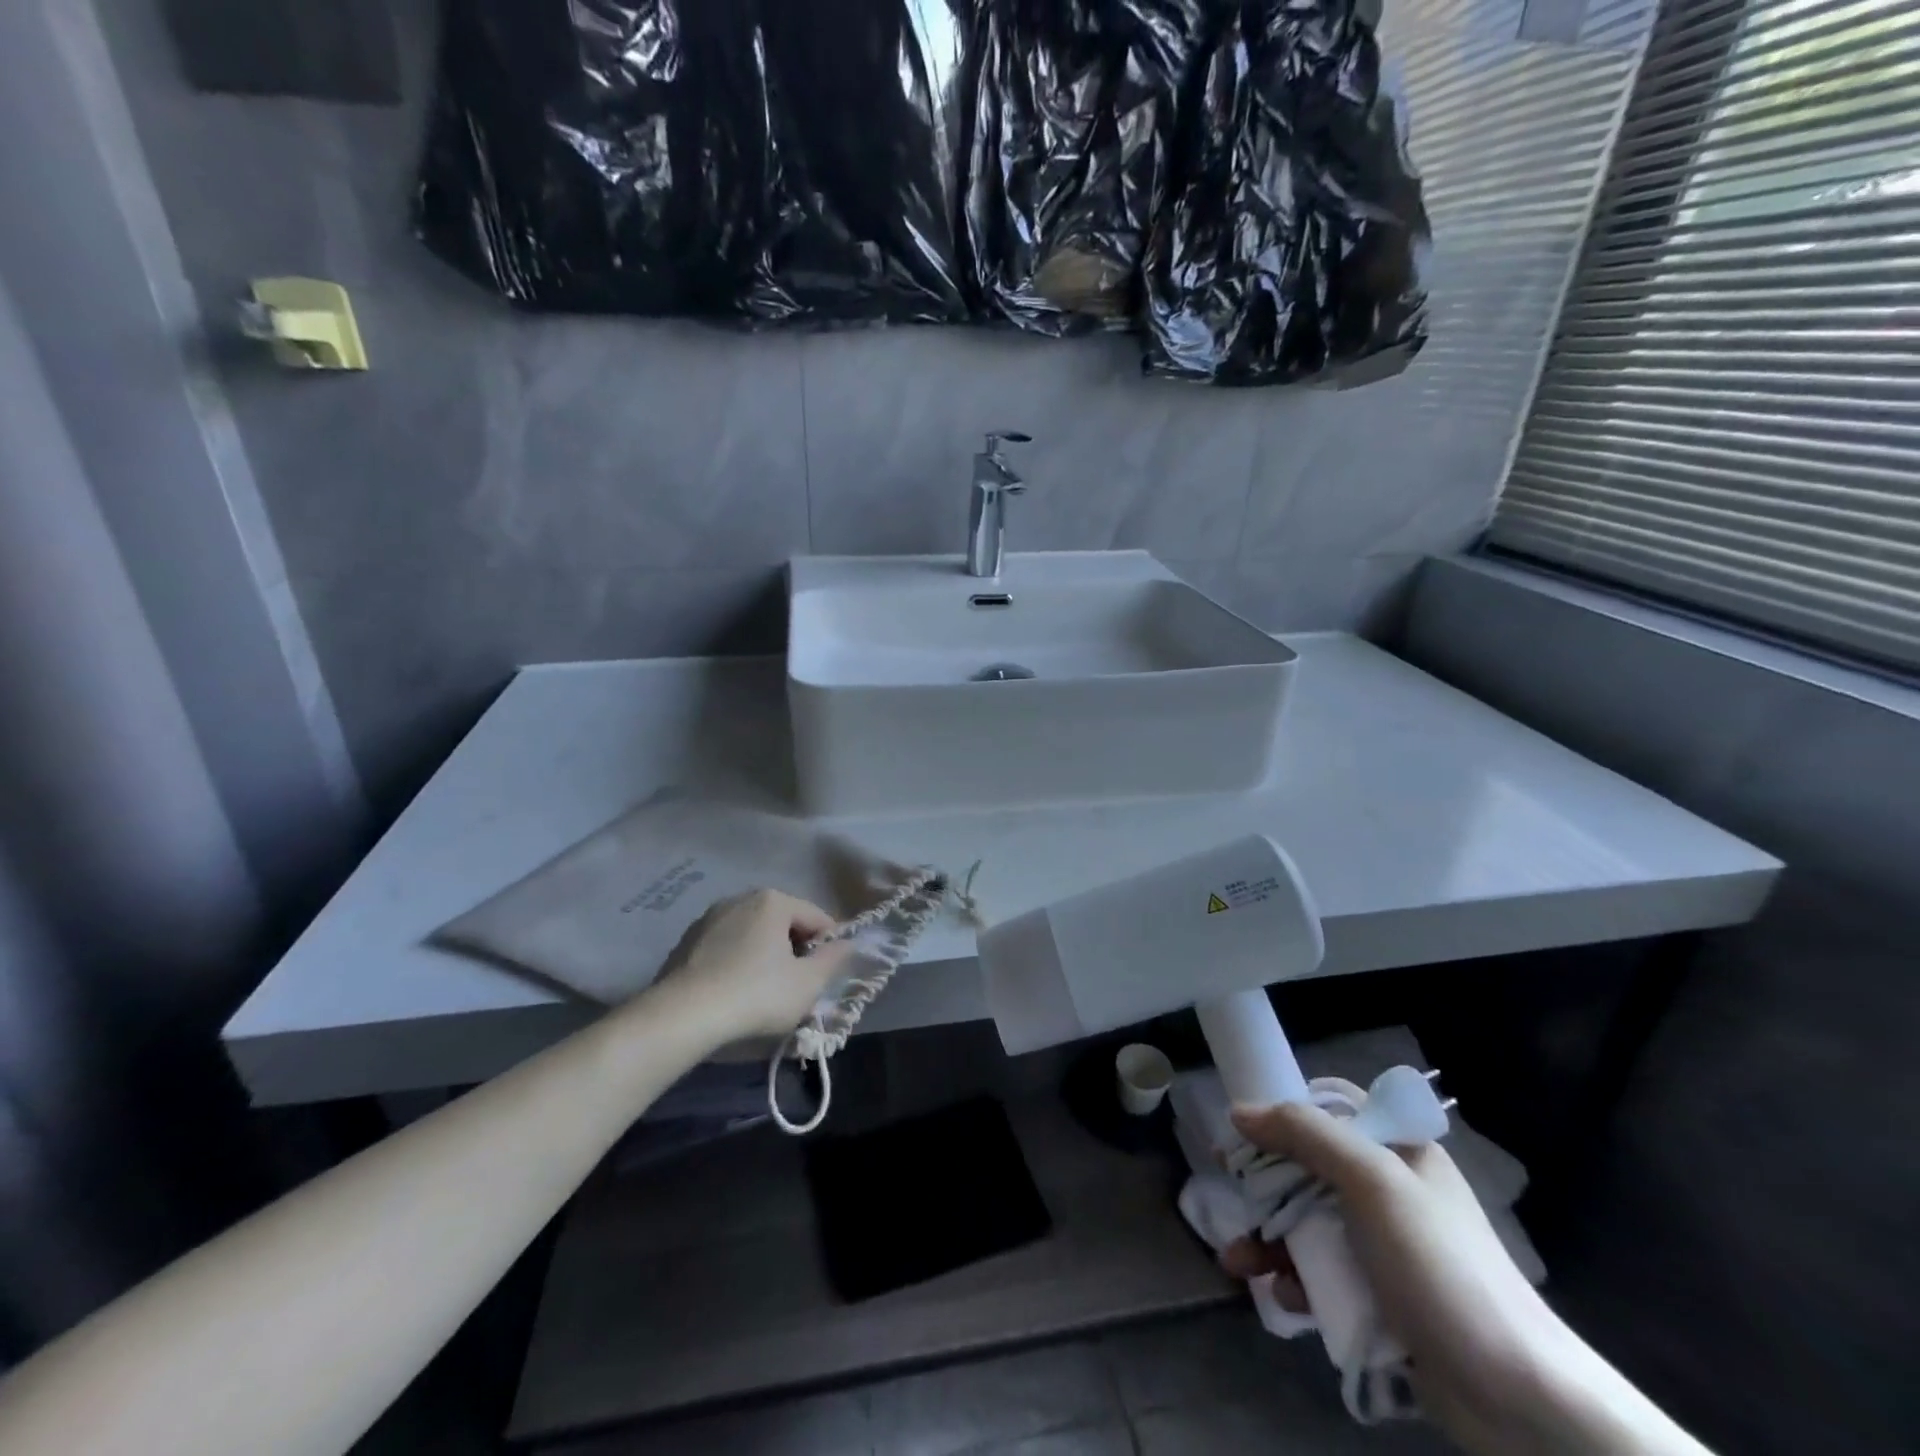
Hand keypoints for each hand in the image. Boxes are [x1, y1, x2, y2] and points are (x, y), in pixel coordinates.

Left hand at [642, 889, 859, 1044]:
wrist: (682, 1017)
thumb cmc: (756, 994)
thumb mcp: (808, 984)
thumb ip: (833, 960)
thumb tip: (847, 944)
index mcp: (773, 901)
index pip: (816, 917)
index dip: (830, 945)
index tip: (829, 974)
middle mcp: (740, 899)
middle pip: (783, 924)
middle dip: (795, 950)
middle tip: (800, 986)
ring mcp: (709, 919)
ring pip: (752, 935)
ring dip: (765, 957)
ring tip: (766, 993)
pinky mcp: (686, 942)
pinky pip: (725, 948)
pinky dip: (737, 964)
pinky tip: (734, 993)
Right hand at [1220, 1100, 1605, 1453]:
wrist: (1520, 1400)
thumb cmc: (1440, 1266)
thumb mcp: (1373, 1181)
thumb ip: (1305, 1134)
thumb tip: (1240, 1110)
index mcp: (1397, 1150)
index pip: (1328, 1109)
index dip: (1281, 1114)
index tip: (1239, 1133)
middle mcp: (1390, 1190)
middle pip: (1309, 1168)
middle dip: (1264, 1186)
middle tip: (1228, 1196)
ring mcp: (1386, 1247)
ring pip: (1309, 1225)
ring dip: (1269, 1239)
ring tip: (1237, 1263)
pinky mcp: (1383, 1299)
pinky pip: (1325, 1275)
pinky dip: (1297, 1280)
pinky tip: (1281, 1296)